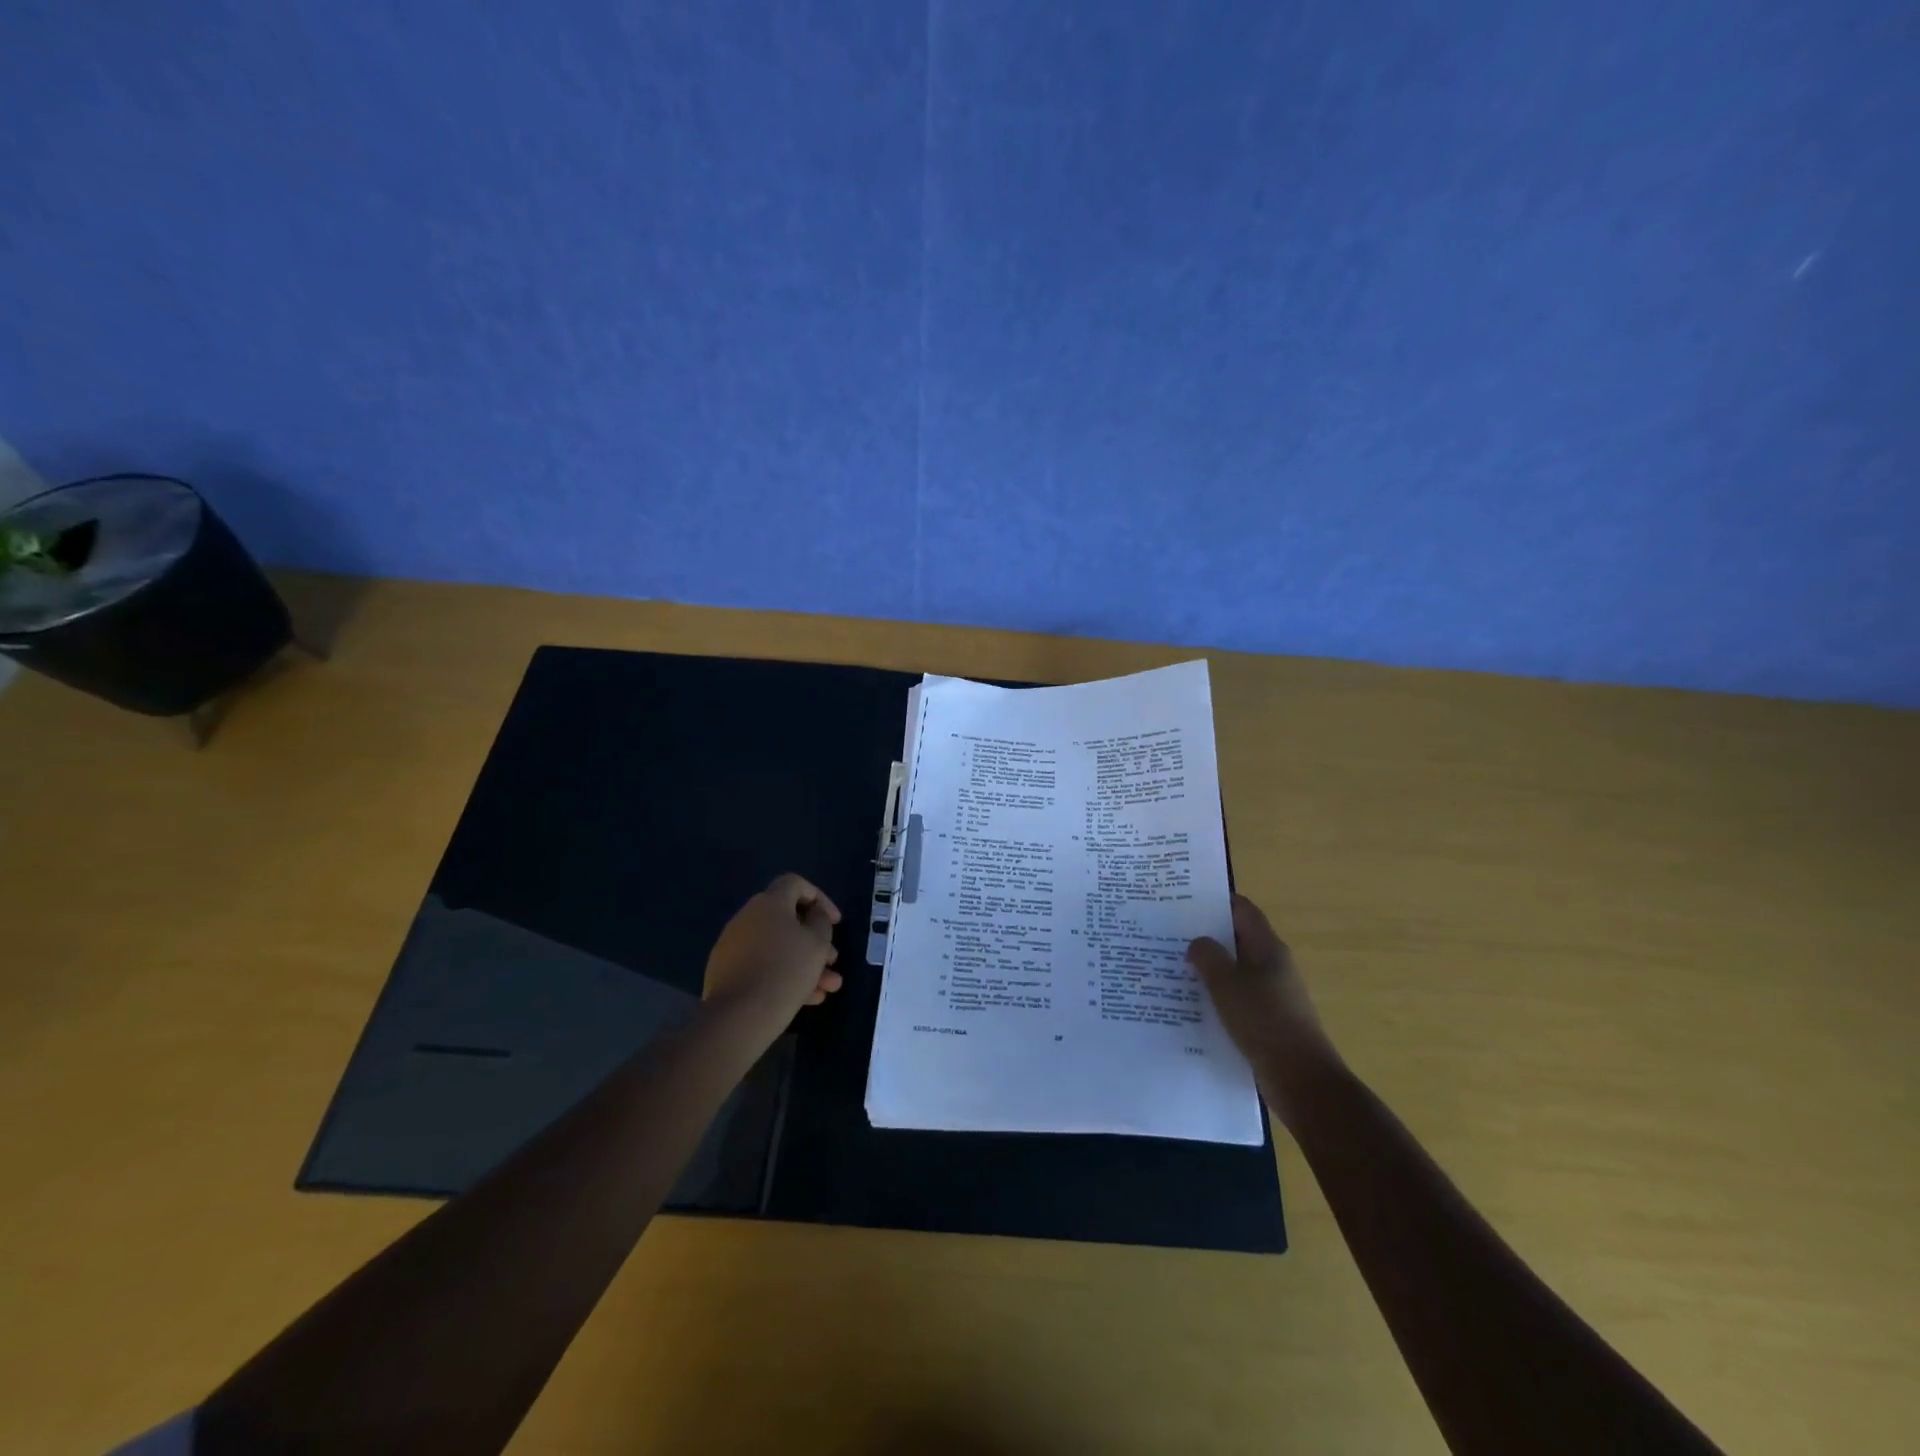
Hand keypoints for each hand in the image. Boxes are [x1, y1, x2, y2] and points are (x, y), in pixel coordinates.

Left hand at [702, 873, 844, 1035]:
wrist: (738, 1016)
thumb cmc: (786, 971)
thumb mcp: (817, 943)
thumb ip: (821, 922)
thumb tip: (813, 915)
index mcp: (769, 903)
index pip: (795, 884)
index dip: (820, 898)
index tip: (835, 922)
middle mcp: (747, 917)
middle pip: (788, 921)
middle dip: (815, 941)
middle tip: (833, 961)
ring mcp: (733, 945)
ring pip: (778, 947)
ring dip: (805, 963)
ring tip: (827, 989)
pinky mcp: (725, 972)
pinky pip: (762, 965)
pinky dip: (784, 975)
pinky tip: (805, 999)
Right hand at [1187, 894, 1339, 1125]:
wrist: (1301, 1080)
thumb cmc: (1265, 1022)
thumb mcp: (1227, 984)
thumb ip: (1208, 956)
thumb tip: (1197, 943)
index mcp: (1267, 947)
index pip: (1241, 909)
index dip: (1215, 900)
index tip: (1182, 899)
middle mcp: (1271, 964)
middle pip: (1236, 937)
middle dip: (1205, 934)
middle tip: (1168, 932)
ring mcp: (1271, 993)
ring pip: (1234, 969)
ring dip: (1208, 966)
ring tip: (1172, 965)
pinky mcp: (1266, 1018)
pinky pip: (1236, 996)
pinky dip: (1215, 994)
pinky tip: (1190, 1002)